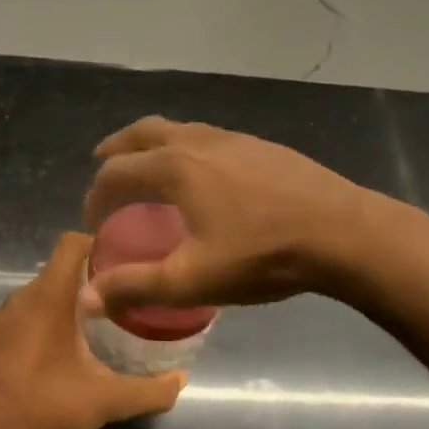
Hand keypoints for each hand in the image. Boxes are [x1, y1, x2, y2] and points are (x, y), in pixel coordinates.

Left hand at [0, 232, 184, 428]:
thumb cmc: (44, 409)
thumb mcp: (105, 401)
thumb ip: (148, 390)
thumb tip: (181, 380)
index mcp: (47, 297)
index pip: (71, 244)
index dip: (97, 243)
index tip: (125, 260)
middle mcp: (20, 299)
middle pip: (58, 270)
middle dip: (89, 279)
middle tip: (122, 298)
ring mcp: (0, 320)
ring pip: (39, 295)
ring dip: (66, 303)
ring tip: (98, 325)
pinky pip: (23, 316)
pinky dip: (45, 321)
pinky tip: (63, 352)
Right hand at [80, 116, 376, 315]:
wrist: (342, 232)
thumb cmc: (262, 255)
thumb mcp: (193, 280)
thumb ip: (136, 287)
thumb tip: (86, 299)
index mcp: (175, 167)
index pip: (117, 171)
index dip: (96, 194)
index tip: (92, 219)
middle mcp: (197, 141)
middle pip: (143, 132)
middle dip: (117, 148)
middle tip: (103, 164)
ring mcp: (232, 138)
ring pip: (178, 129)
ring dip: (152, 144)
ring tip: (149, 167)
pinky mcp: (260, 146)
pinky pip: (207, 137)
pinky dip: (185, 147)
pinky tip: (203, 174)